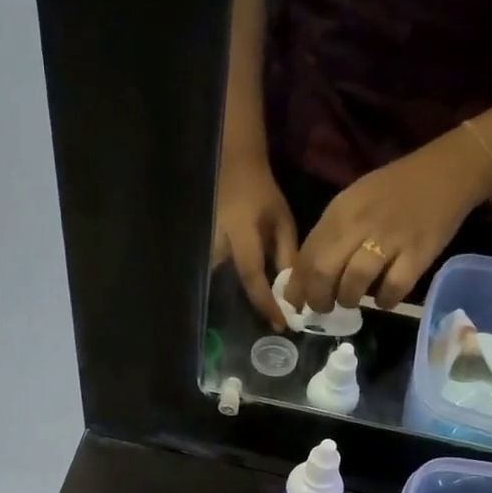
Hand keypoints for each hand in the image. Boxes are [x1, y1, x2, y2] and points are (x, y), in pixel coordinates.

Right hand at [213, 150, 296, 329]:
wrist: (231, 168)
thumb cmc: (260, 194)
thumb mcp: (281, 220)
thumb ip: (286, 254)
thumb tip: (292, 292)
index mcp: (240, 234)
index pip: (251, 276)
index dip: (265, 302)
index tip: (280, 324)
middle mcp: (215, 244)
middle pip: (229, 288)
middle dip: (250, 307)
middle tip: (272, 323)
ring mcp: (202, 248)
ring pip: (217, 286)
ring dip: (237, 302)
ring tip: (258, 313)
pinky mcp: (198, 252)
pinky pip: (212, 279)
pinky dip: (227, 291)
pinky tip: (242, 299)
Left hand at [286, 129, 491, 314]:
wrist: (447, 171)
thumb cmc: (394, 190)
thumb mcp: (354, 202)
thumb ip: (331, 234)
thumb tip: (308, 274)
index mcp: (340, 212)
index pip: (307, 255)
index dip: (297, 286)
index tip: (296, 303)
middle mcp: (360, 224)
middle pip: (324, 272)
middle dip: (318, 299)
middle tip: (323, 308)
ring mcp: (390, 239)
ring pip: (354, 283)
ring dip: (348, 300)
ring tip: (352, 302)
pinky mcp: (417, 253)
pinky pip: (393, 288)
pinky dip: (385, 301)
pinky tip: (384, 299)